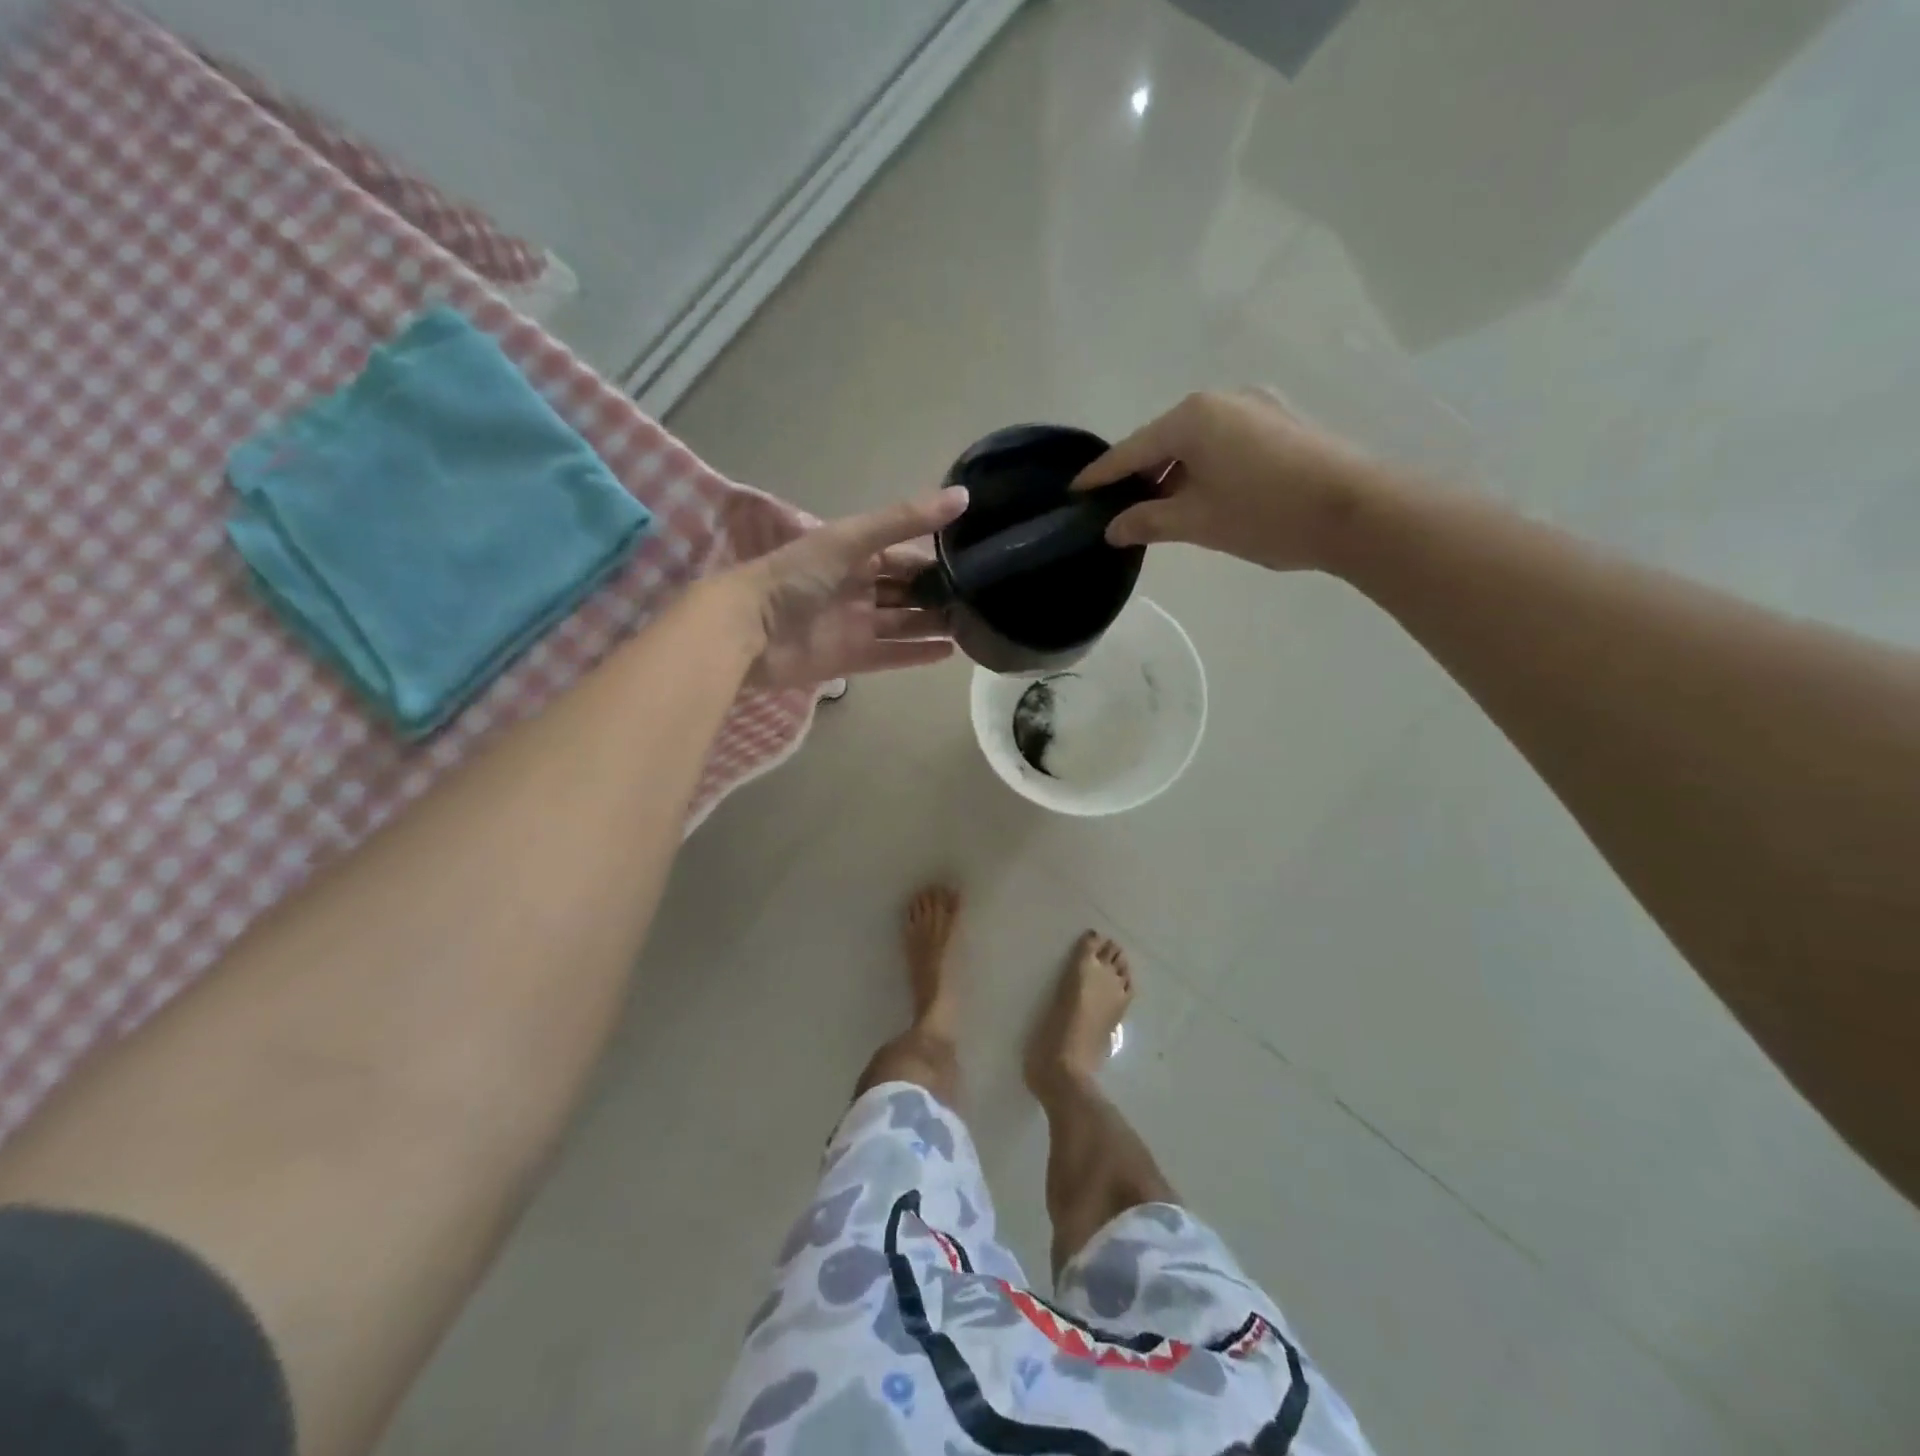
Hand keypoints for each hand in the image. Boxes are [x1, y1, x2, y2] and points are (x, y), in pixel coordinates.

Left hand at [731, 487, 968, 689]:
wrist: (748, 629)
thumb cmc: (796, 576)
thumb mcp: (851, 538)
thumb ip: (904, 520)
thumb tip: (964, 496)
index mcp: (856, 555)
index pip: (905, 556)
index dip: (937, 559)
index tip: (977, 561)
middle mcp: (859, 589)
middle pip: (907, 592)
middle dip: (940, 594)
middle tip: (984, 599)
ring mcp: (856, 625)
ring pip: (904, 624)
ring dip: (934, 624)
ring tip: (976, 625)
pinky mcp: (852, 658)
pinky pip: (892, 655)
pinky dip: (917, 654)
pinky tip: (949, 653)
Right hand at [1072, 389, 1380, 571]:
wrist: (1357, 512)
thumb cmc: (1265, 514)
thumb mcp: (1197, 522)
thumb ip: (1148, 520)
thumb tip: (1113, 528)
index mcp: (1193, 417)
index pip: (1132, 449)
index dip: (1102, 475)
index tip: (1075, 491)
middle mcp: (1222, 400)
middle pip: (1164, 439)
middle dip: (1140, 473)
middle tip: (1118, 508)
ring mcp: (1257, 406)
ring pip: (1197, 441)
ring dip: (1174, 472)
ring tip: (1159, 508)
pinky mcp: (1281, 423)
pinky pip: (1224, 442)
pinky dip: (1204, 467)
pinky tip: (1201, 495)